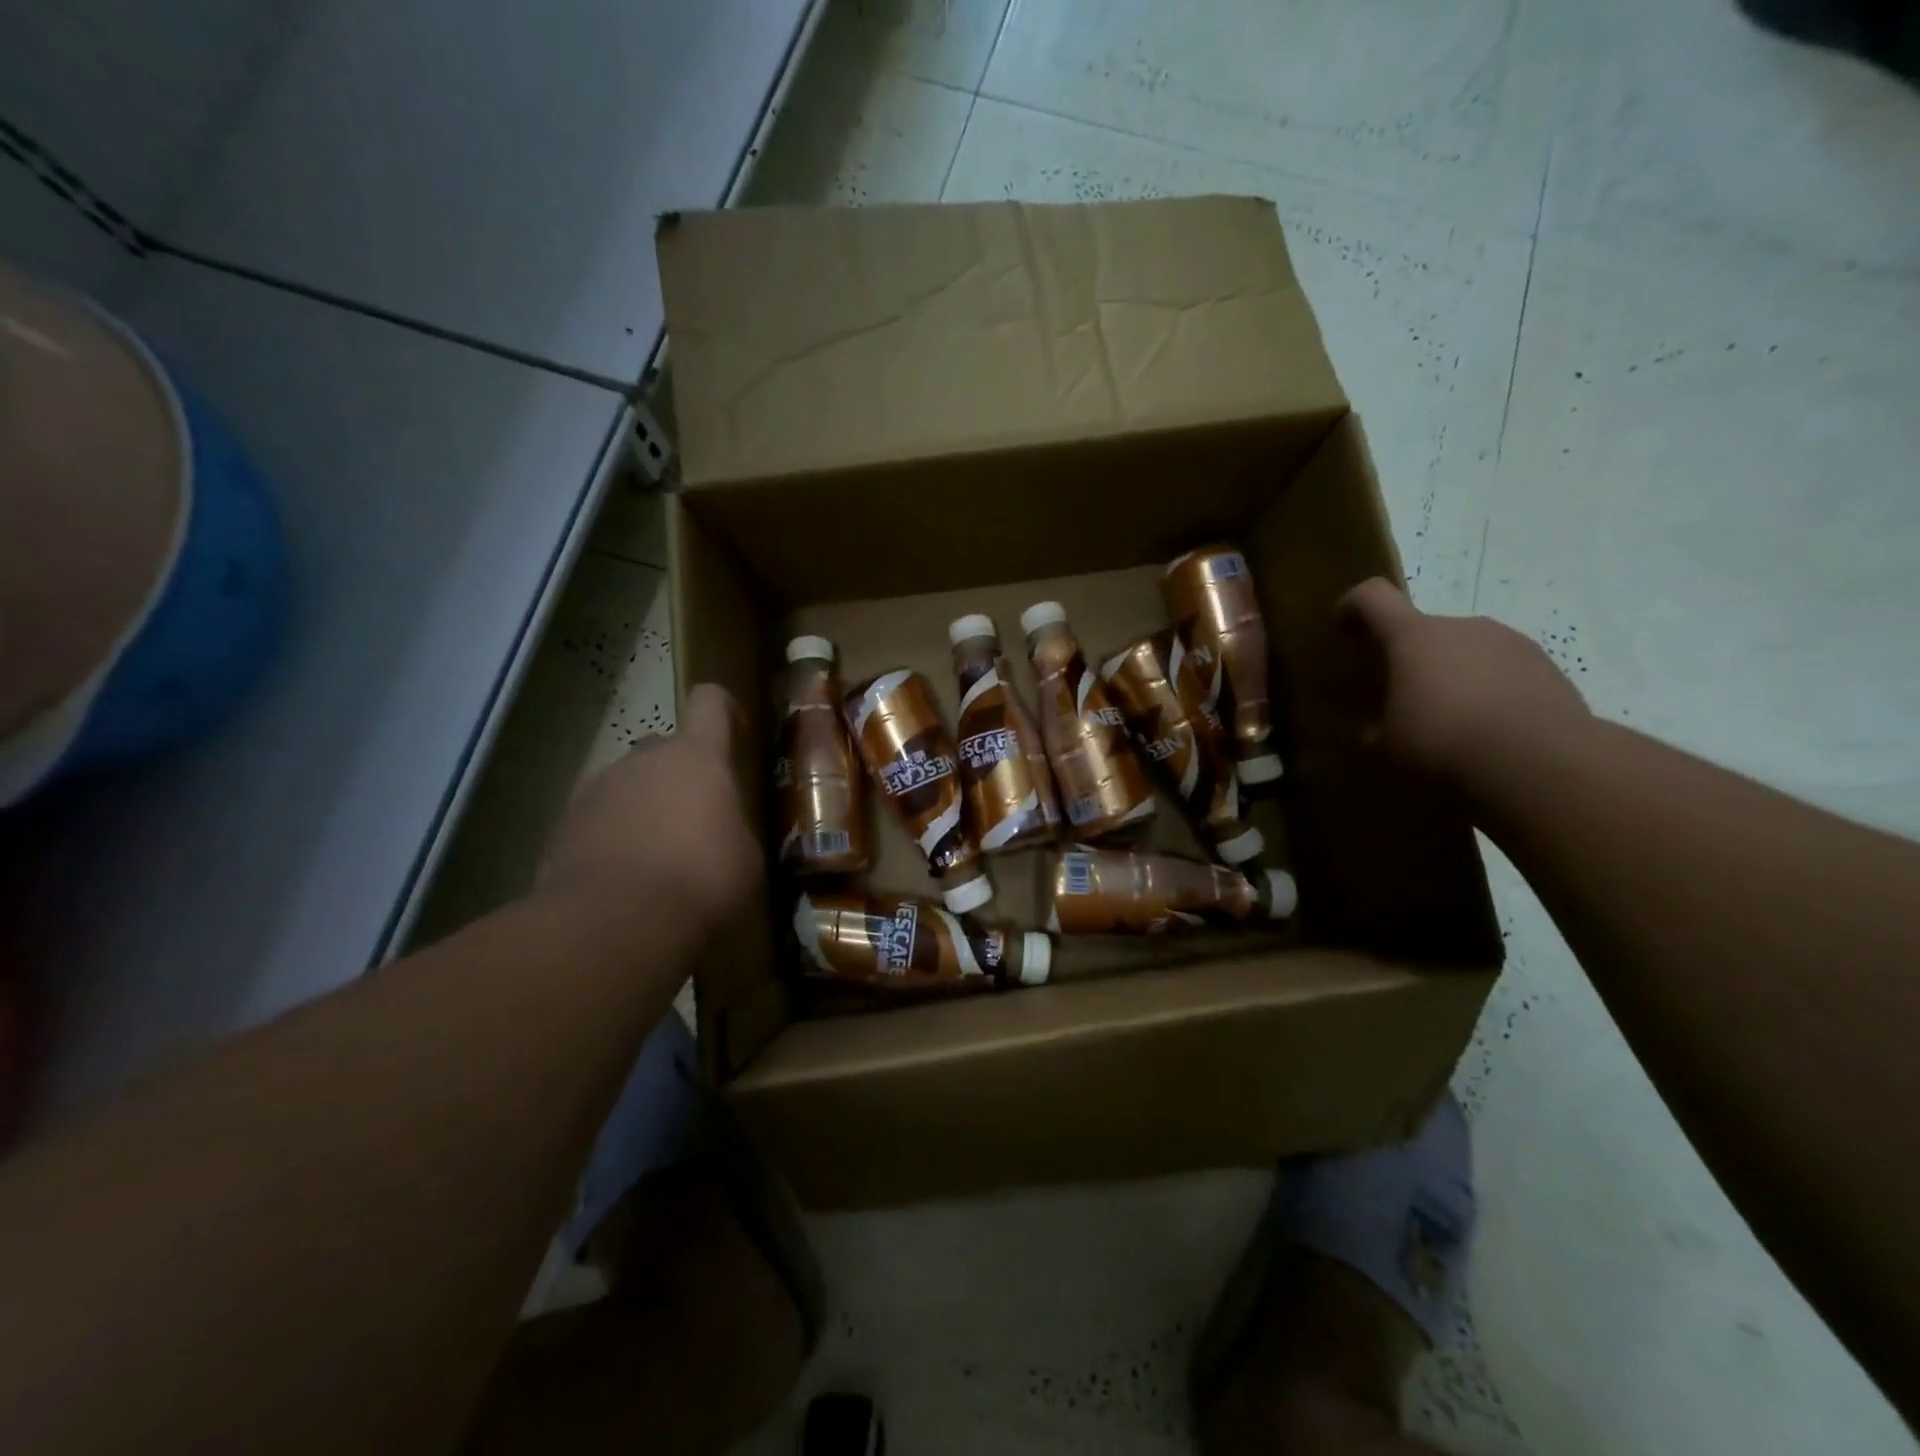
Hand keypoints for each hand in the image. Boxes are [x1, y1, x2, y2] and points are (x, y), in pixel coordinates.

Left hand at [541, 683, 761, 935]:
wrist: (614, 923)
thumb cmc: (702, 879)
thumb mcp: (746, 856)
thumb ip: (733, 828)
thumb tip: (723, 833)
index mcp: (697, 757)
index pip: (710, 703)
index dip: (724, 710)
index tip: (736, 733)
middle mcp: (643, 760)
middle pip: (665, 748)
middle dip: (681, 775)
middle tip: (698, 819)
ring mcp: (597, 790)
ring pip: (628, 785)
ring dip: (645, 808)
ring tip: (660, 858)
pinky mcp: (563, 827)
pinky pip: (599, 820)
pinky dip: (614, 839)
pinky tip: (626, 880)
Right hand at [1338, 579, 1589, 783]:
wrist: (1540, 762)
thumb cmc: (1442, 742)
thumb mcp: (1389, 746)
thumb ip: (1375, 730)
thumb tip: (1373, 731)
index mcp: (1413, 637)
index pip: (1373, 597)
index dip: (1353, 606)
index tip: (1344, 627)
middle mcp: (1462, 627)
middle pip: (1425, 629)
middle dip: (1411, 658)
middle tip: (1403, 697)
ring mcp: (1511, 643)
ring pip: (1468, 650)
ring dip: (1454, 674)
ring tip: (1452, 720)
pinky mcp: (1548, 668)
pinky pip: (1504, 672)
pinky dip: (1490, 692)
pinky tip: (1489, 731)